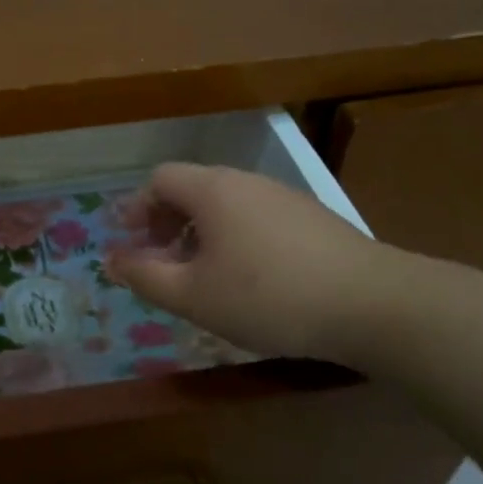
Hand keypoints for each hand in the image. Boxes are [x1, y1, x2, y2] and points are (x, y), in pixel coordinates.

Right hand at [107, 162, 398, 367]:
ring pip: (227, 206)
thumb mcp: (192, 295)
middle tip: (161, 263)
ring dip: (201, 234)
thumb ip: (144, 276)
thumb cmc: (267, 297)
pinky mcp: (314, 219)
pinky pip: (257, 218)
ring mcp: (285, 198)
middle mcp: (247, 182)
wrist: (372, 304)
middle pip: (193, 189)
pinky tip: (249, 280)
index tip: (131, 242)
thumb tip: (111, 260)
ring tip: (202, 276)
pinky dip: (236, 239)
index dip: (138, 208)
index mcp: (213, 190)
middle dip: (167, 223)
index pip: (160, 179)